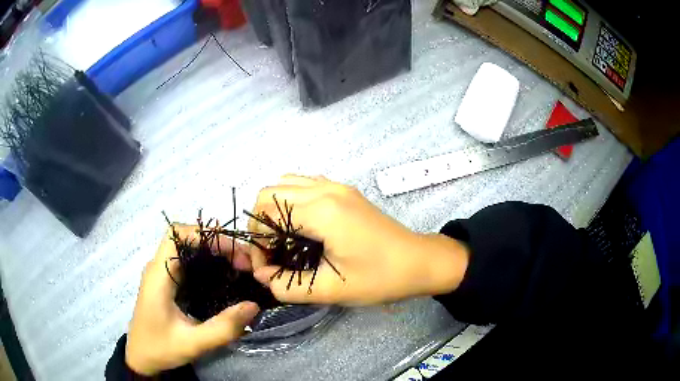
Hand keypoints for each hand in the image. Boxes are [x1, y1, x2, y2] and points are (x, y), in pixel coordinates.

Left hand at [125, 225, 259, 375]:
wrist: (141, 357)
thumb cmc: (160, 349)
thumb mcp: (193, 343)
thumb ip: (222, 328)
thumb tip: (253, 305)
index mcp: (159, 275)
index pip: (177, 234)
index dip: (205, 234)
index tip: (233, 252)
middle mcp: (159, 268)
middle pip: (187, 238)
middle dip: (218, 244)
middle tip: (246, 264)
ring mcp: (163, 274)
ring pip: (189, 249)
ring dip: (215, 253)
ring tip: (241, 269)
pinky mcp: (168, 283)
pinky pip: (189, 264)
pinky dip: (209, 264)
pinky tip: (225, 278)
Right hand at [249, 175, 468, 305]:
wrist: (420, 262)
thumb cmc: (379, 277)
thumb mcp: (331, 289)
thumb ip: (288, 285)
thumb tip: (262, 275)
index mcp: (321, 211)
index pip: (266, 214)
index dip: (257, 242)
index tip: (265, 268)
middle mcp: (325, 189)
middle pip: (269, 193)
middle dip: (261, 224)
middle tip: (271, 254)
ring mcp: (336, 186)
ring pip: (285, 184)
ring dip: (274, 210)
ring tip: (283, 240)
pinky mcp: (344, 191)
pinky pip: (305, 185)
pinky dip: (291, 202)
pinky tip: (301, 227)